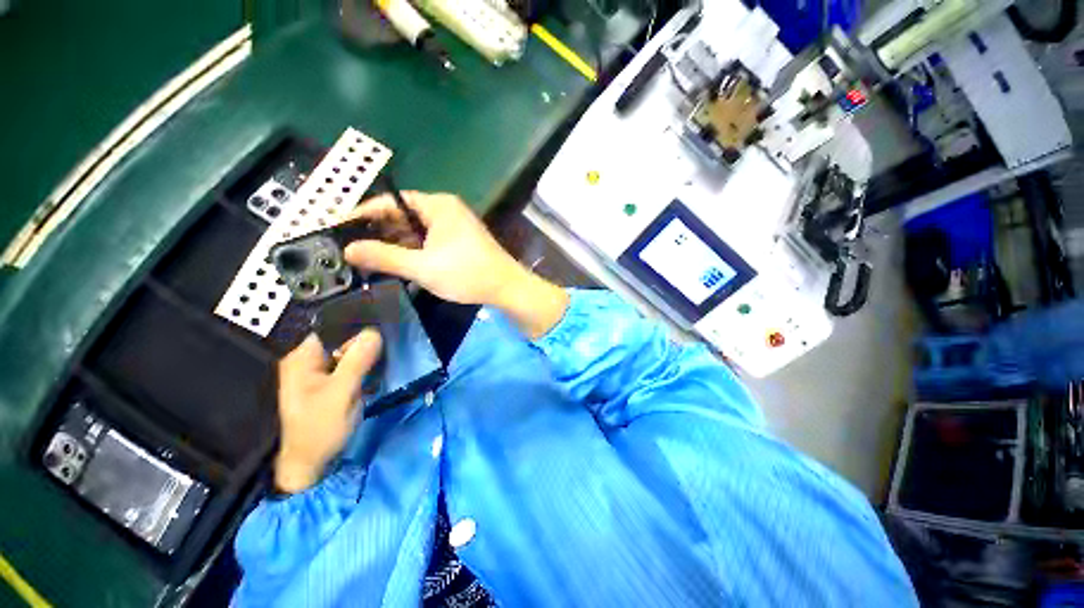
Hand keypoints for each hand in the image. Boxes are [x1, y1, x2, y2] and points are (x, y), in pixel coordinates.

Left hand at [274, 330, 382, 493]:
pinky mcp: (307, 392)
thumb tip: (373, 333)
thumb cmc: (318, 429)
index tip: (371, 353)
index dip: (353, 338)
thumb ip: (356, 362)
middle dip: (353, 362)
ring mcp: (301, 377)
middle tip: (364, 382)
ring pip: (334, 365)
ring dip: (349, 376)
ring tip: (356, 396)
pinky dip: (342, 386)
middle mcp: (298, 361)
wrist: (302, 464)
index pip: (331, 331)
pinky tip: (349, 402)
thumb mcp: (341, 395)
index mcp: (301, 356)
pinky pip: (330, 379)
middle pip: (333, 348)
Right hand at [344, 192, 568, 336]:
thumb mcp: (421, 266)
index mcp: (436, 205)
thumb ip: (384, 257)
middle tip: (346, 242)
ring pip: (409, 228)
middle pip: (399, 213)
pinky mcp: (451, 240)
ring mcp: (447, 224)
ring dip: (387, 240)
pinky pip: (420, 239)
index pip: (391, 201)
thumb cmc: (466, 273)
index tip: (341, 224)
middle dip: (374, 227)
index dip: (365, 211)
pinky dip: (403, 248)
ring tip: (359, 253)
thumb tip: (348, 249)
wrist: (506, 289)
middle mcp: (441, 208)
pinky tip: (385, 261)